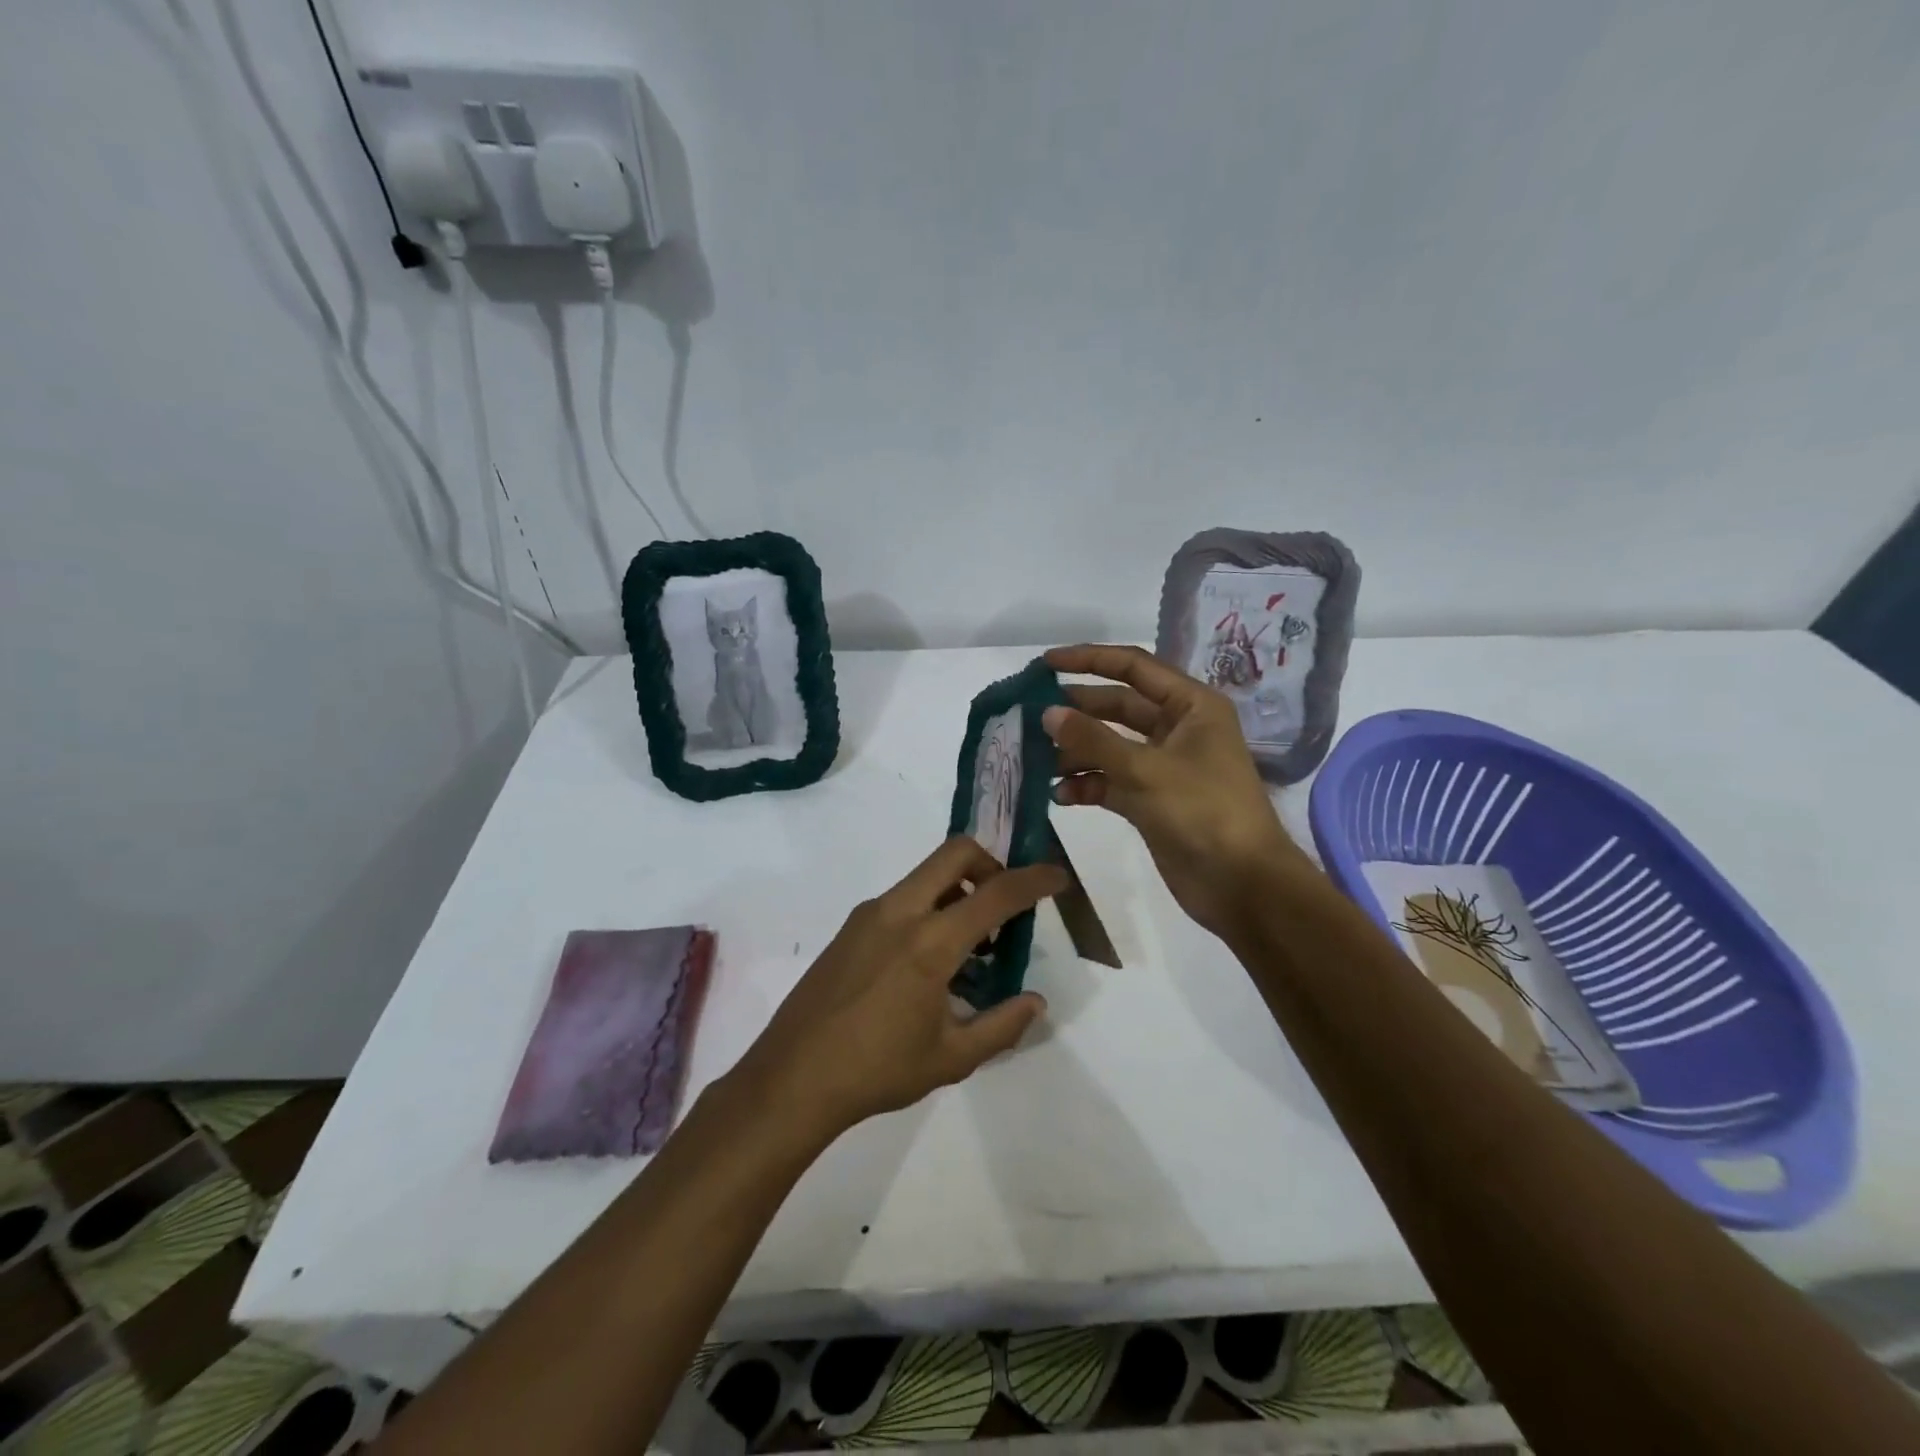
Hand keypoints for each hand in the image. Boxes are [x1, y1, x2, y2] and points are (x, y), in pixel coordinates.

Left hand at [730, 838, 1069, 1143]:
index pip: (995, 893)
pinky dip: (930, 908)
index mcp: (930, 942)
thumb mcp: (952, 1057)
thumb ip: (1002, 1025)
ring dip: (959, 890)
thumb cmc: (877, 1070)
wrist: (792, 1077)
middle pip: (955, 853)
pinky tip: (930, 962)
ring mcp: (869, 914)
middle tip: (1006, 902)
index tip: (1057, 876)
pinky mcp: (851, 926)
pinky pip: (903, 897)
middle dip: (991, 863)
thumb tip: (1036, 1002)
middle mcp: (899, 911)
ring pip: (926, 875)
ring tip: (972, 948)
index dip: (1034, 880)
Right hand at [1043, 644, 1321, 939]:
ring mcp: (1163, 766)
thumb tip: (1048, 713)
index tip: (1045, 664)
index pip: (1133, 668)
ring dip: (1075, 752)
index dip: (1089, 660)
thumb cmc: (1203, 812)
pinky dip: (1086, 785)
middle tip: (1030, 716)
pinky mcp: (1151, 800)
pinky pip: (1110, 781)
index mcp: (1190, 706)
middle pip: (1117, 707)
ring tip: (1037, 761)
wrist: (1242, 885)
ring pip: (1109, 746)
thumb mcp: (1146, 770)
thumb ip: (1093, 740)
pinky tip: (1059, 795)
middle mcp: (1177, 729)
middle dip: (1076, 712)